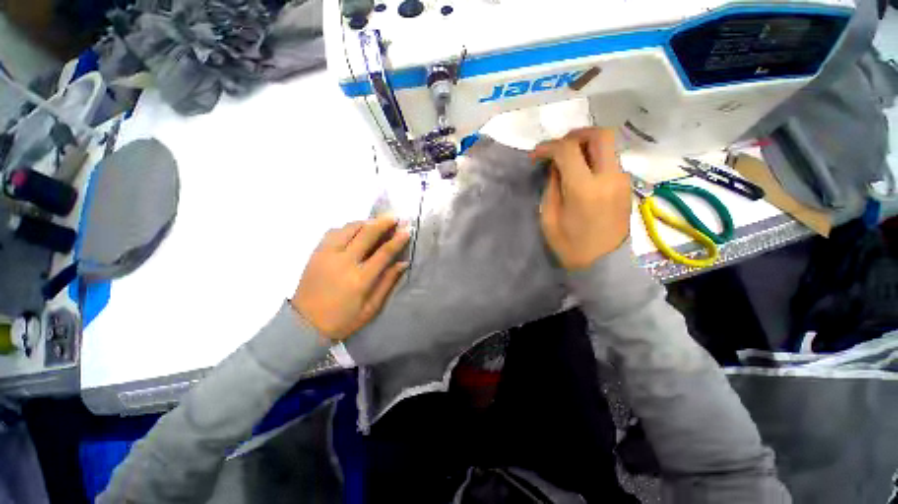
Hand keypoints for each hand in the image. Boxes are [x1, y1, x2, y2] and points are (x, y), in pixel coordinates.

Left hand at [291, 217, 409, 340]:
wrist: (303, 324)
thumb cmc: (342, 319)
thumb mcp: (371, 308)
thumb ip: (387, 283)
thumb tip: (403, 263)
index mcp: (360, 279)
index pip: (384, 252)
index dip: (397, 240)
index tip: (407, 230)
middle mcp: (343, 262)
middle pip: (366, 234)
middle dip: (383, 223)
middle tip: (394, 217)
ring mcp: (327, 255)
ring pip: (349, 228)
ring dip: (365, 223)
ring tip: (376, 223)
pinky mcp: (316, 253)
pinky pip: (333, 232)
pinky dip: (347, 228)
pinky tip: (354, 231)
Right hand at [531, 128, 631, 270]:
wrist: (602, 264)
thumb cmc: (569, 245)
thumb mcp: (549, 217)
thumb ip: (552, 186)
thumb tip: (555, 166)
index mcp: (584, 188)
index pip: (568, 150)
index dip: (548, 146)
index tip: (536, 154)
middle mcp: (609, 178)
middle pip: (600, 135)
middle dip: (575, 134)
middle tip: (558, 147)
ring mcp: (622, 180)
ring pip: (608, 146)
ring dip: (586, 145)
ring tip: (568, 159)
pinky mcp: (626, 186)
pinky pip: (611, 160)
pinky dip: (595, 157)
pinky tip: (582, 171)